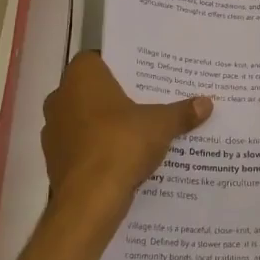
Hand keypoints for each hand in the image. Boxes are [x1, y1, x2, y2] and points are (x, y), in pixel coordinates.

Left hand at [42, 52, 211, 220]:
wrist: (89, 200)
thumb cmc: (121, 144)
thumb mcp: (161, 125)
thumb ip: (182, 112)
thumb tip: (207, 103)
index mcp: (81, 77)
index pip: (97, 58)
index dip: (119, 65)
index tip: (142, 75)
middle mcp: (60, 98)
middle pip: (91, 90)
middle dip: (115, 96)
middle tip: (146, 101)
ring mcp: (53, 132)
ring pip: (84, 119)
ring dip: (104, 124)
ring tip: (137, 131)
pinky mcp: (54, 161)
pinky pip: (80, 146)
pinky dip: (97, 149)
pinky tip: (122, 158)